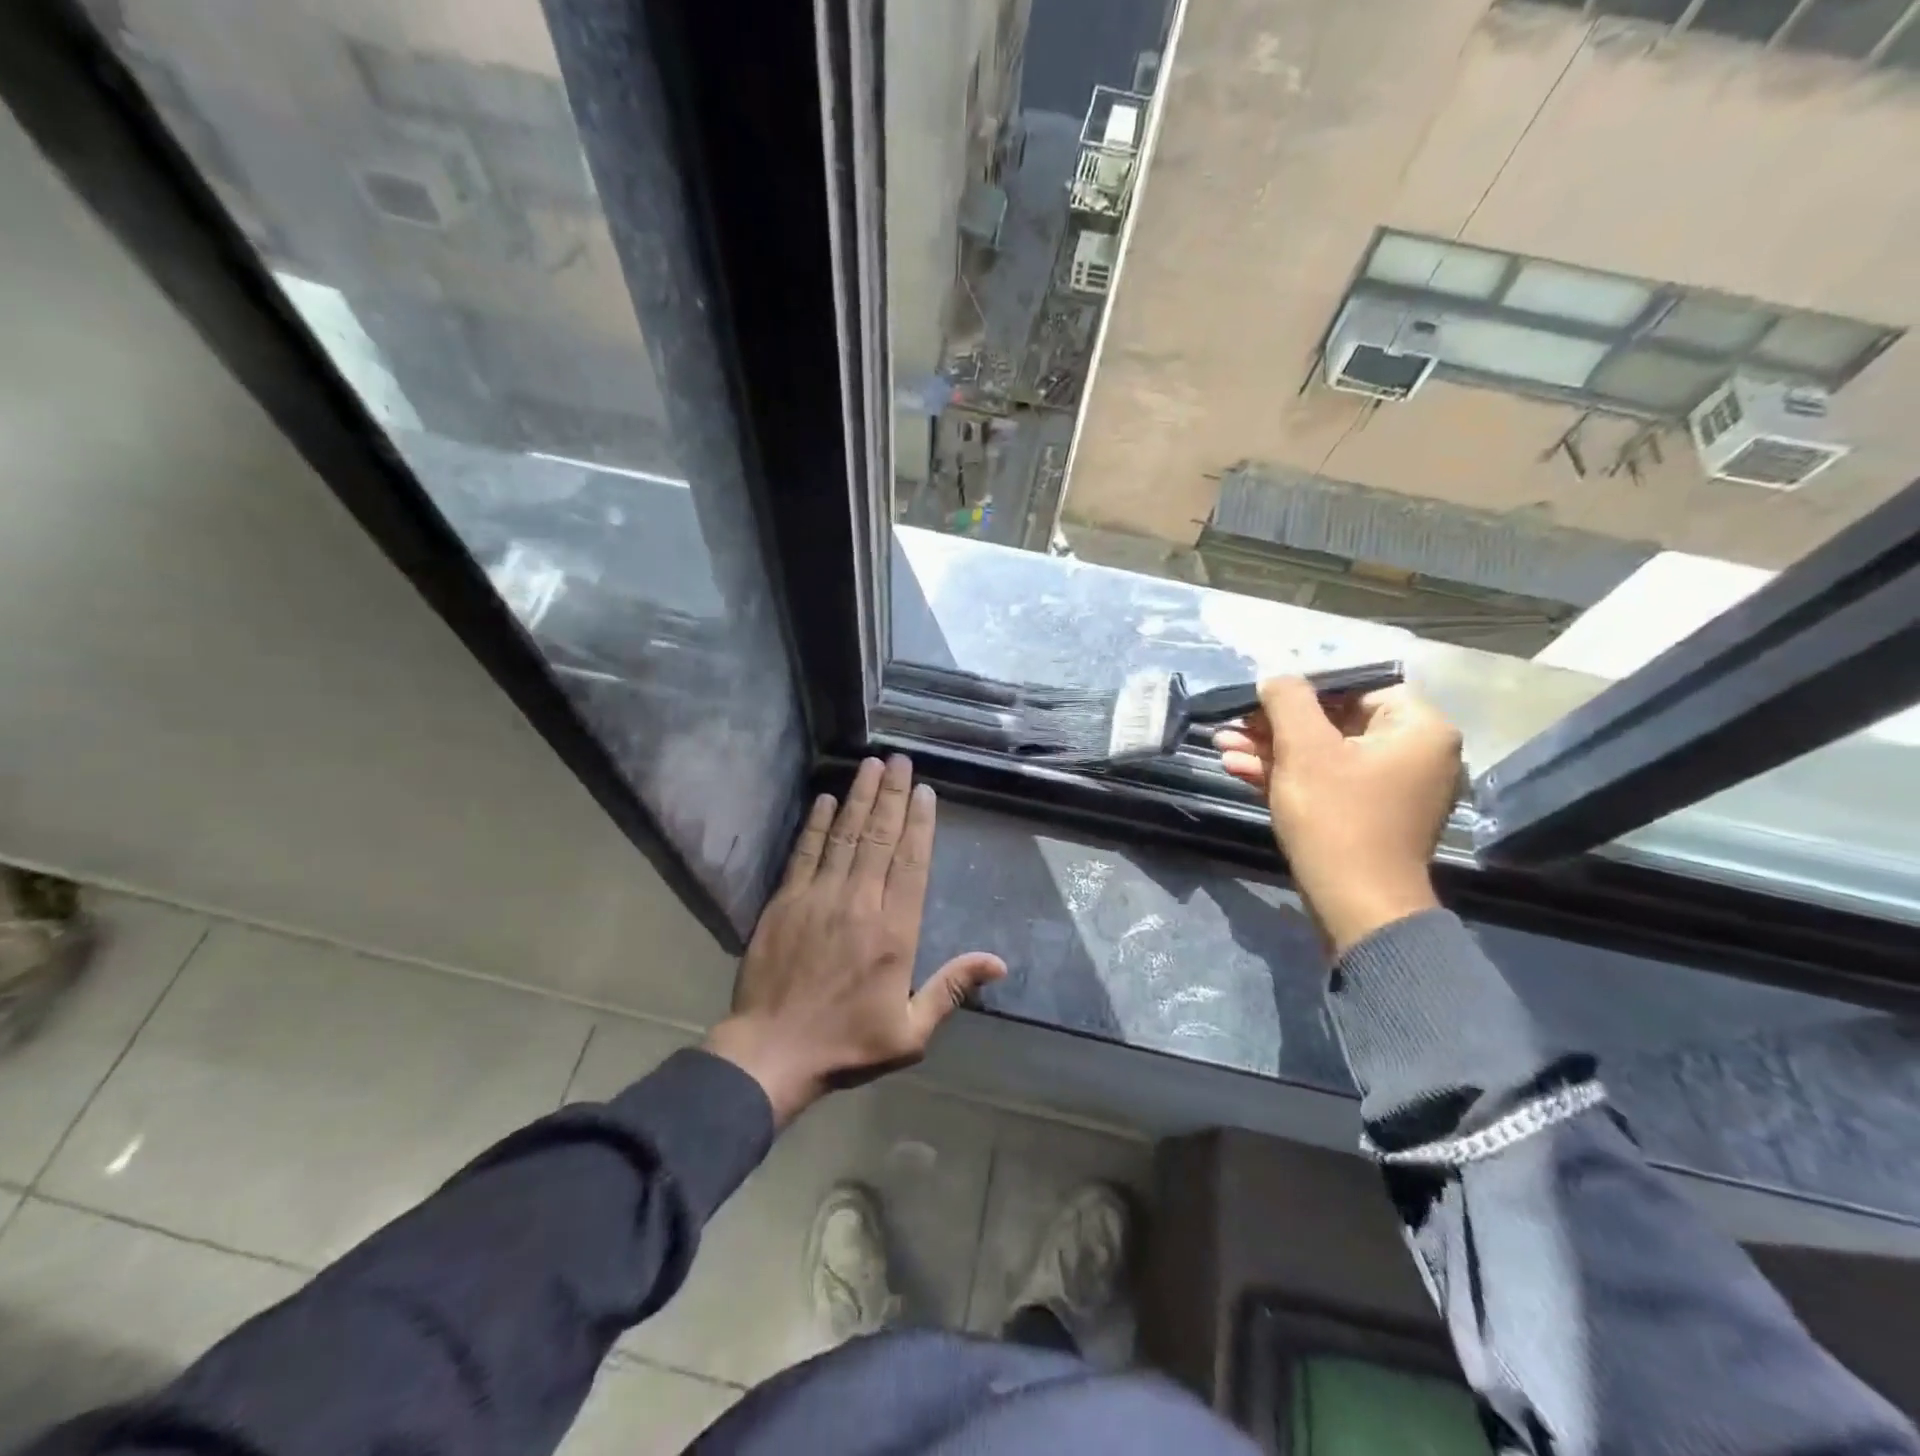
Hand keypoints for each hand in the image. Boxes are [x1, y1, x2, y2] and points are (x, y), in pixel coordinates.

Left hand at [703, 755, 1006, 1126]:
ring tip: (871, 765)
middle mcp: (859, 903)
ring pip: (844, 835)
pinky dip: (815, 823)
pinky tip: (824, 798)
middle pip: (879, 838)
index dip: (920, 824)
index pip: (911, 864)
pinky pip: (805, 852)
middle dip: (893, 796)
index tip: (926, 791)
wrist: (771, 1054)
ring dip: (859, 797)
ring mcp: (818, 898)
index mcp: (894, 932)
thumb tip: (998, 963)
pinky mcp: (785, 902)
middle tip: (901, 760)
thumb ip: (951, 989)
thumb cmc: (846, 1045)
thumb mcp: (910, 1032)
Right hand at [1212, 679, 1461, 957]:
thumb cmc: (1336, 818)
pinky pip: (1326, 780)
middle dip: (1275, 723)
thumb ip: (1288, 701)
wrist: (1356, 906)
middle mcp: (1413, 752)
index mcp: (1418, 728)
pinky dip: (1287, 774)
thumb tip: (1276, 678)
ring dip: (1271, 748)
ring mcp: (1389, 786)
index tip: (1261, 695)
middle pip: (1334, 720)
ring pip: (1323, 752)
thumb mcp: (1304, 749)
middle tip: (1232, 722)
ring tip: (1222, 745)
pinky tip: (1239, 768)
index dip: (1305, 687)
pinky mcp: (1366, 813)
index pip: (1358, 686)